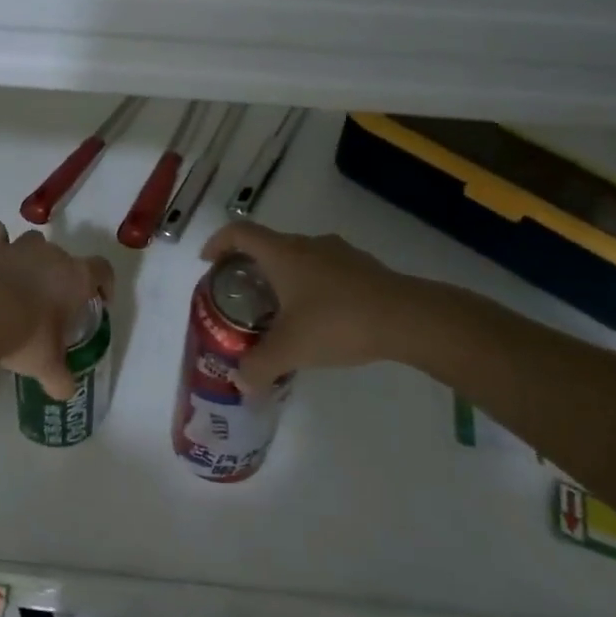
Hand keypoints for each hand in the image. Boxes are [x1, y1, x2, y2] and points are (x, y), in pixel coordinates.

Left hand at [0, 221, 113, 399]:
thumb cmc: (27, 336)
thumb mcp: (48, 365)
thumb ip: (60, 379)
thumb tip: (66, 393)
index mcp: (76, 278)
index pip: (102, 270)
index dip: (104, 283)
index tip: (100, 299)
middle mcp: (52, 255)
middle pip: (66, 257)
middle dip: (62, 276)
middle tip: (53, 304)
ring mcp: (19, 248)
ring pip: (33, 241)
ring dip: (31, 256)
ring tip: (23, 280)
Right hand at [200, 221, 428, 391]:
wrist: (408, 318)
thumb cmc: (337, 322)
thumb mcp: (289, 350)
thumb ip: (258, 366)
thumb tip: (241, 383)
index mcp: (283, 254)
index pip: (239, 233)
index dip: (218, 243)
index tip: (207, 262)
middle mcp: (308, 245)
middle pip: (269, 246)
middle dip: (250, 268)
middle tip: (242, 297)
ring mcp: (340, 254)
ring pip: (300, 259)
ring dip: (284, 278)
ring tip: (280, 312)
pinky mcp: (364, 269)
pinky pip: (326, 271)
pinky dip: (313, 288)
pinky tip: (320, 319)